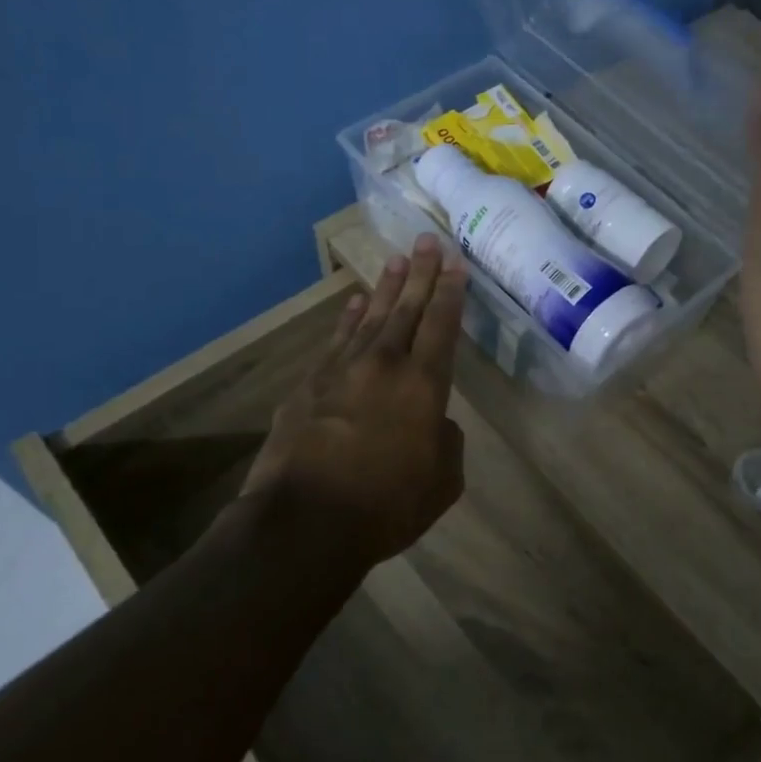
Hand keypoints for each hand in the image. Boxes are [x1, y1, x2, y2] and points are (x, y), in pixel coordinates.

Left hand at [243, 234, 467, 570]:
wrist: (305, 521)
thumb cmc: (386, 505)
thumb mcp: (442, 481)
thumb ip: (446, 442)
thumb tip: (434, 422)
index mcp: (423, 384)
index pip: (442, 325)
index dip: (451, 292)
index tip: (456, 263)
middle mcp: (384, 364)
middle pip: (407, 308)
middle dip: (421, 273)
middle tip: (427, 240)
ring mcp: (342, 370)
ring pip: (370, 316)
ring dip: (386, 287)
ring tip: (397, 260)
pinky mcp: (309, 383)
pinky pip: (336, 339)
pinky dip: (348, 318)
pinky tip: (354, 303)